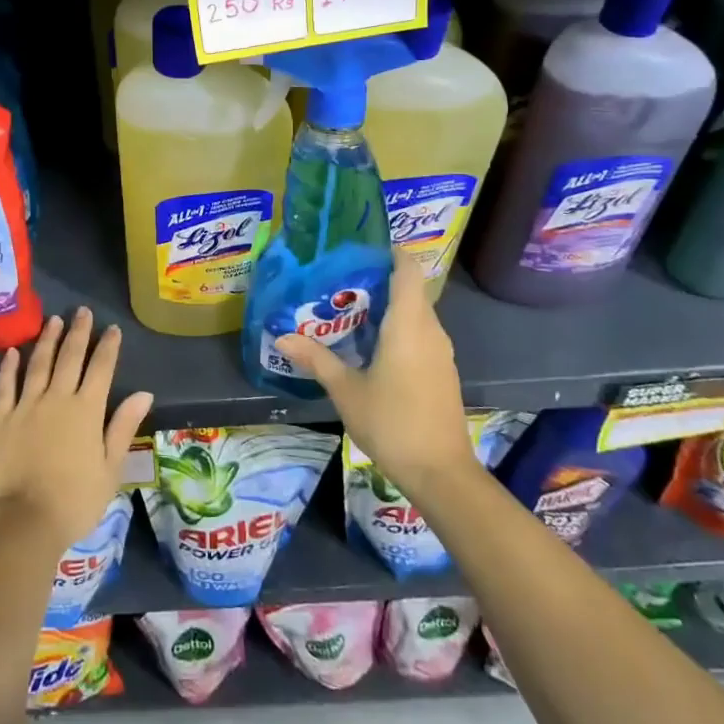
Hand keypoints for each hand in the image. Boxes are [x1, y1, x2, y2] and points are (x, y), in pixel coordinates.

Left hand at [0, 308, 153, 555]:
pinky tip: (12, 351)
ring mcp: (26, 405)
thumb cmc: (74, 501)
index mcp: (86, 410)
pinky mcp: (1, 418)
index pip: (101, 368)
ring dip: (47, 340)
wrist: (24, 521)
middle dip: (78, 332)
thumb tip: (144, 393)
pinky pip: (4, 385)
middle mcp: (57, 398)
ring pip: (38, 364)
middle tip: (82, 311)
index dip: (108, 346)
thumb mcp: (110, 468)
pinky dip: (8, 366)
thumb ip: (123, 426)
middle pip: (69, 357)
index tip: (112, 328)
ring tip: (53, 320)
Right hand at [273, 252, 472, 496]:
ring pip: (414, 314)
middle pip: (408, 290)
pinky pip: (419, 334)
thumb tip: (282, 336)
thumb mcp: (346, 390)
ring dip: (385, 308)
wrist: (441, 473)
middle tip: (336, 283)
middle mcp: (430, 330)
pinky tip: (369, 346)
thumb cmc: (393, 422)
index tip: (358, 250)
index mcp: (409, 324)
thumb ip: (316, 359)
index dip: (389, 252)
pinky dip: (396, 329)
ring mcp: (440, 352)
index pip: (408, 269)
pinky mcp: (442, 371)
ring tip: (345, 311)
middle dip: (376, 281)